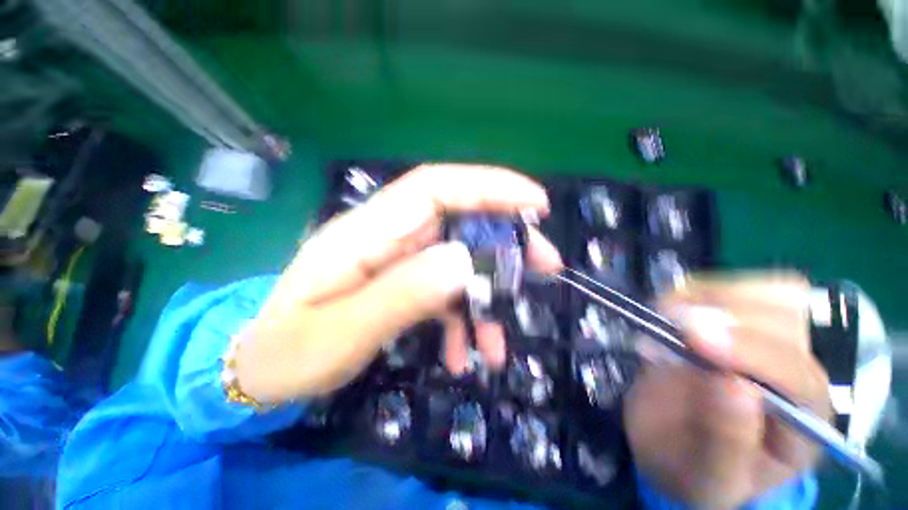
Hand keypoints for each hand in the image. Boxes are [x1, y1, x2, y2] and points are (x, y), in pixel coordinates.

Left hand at [235, 164, 562, 403]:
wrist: (261, 370)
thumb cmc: (288, 353)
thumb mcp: (342, 332)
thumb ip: (403, 295)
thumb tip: (465, 261)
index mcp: (365, 234)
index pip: (435, 187)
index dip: (487, 186)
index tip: (534, 203)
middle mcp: (387, 237)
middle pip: (458, 220)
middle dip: (504, 241)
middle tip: (544, 265)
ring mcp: (398, 260)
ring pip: (458, 261)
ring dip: (486, 294)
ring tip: (498, 342)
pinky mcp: (404, 282)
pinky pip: (445, 290)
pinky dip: (462, 319)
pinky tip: (464, 354)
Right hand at [624, 273, 831, 508]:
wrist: (679, 446)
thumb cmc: (694, 470)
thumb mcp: (706, 475)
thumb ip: (725, 441)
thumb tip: (734, 385)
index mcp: (805, 426)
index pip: (799, 376)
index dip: (750, 351)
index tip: (691, 337)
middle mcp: (802, 375)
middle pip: (794, 321)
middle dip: (729, 314)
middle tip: (670, 324)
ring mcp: (777, 343)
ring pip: (775, 293)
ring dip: (715, 295)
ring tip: (669, 315)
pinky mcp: (745, 322)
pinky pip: (737, 286)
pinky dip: (701, 288)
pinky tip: (673, 307)